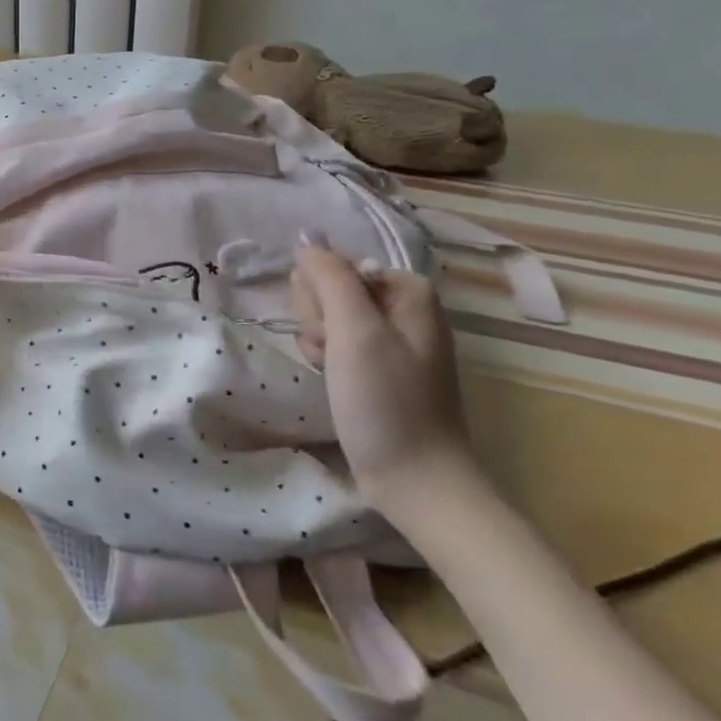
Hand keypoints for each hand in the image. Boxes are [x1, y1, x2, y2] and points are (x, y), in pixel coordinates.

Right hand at [289, 241, 475, 511]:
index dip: (321, 298)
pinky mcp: (380, 367)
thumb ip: (329, 277)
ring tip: (335, 375)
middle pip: (330, 289)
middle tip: (334, 355)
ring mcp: (392, 338)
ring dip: (320, 344)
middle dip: (320, 321)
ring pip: (328, 317)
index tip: (332, 334)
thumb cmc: (385, 401)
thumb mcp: (354, 331)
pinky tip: (335, 384)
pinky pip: (337, 344)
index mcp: (407, 289)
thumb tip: (306, 240)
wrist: (415, 480)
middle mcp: (403, 306)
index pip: (334, 266)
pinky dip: (328, 361)